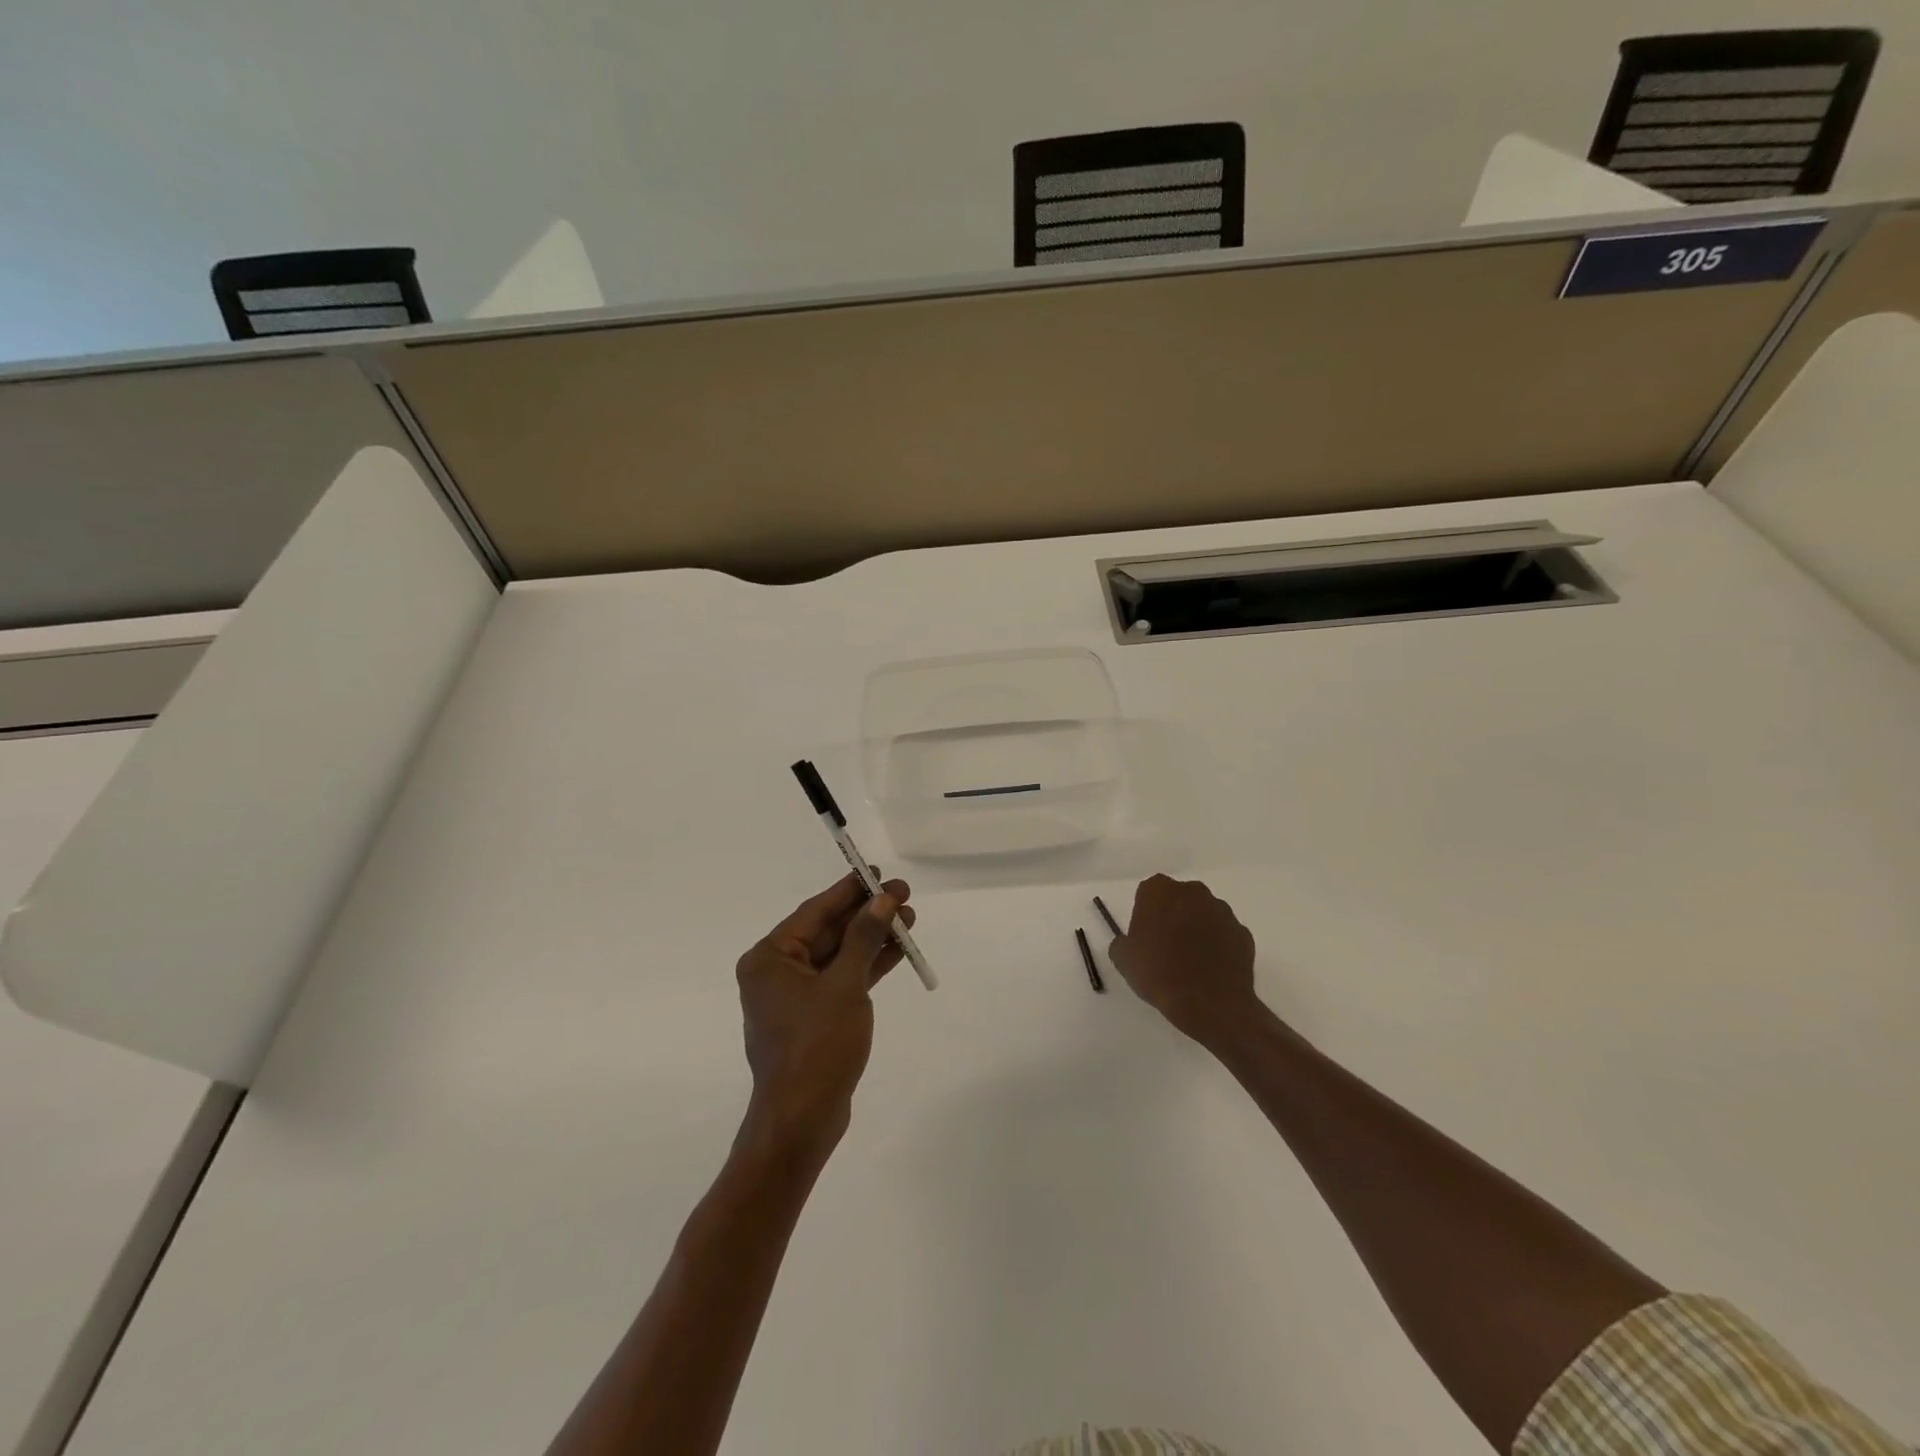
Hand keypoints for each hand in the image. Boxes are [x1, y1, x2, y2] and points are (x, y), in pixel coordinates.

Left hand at [734, 872, 913, 1160]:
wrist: (802, 1120)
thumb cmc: (817, 1046)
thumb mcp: (845, 985)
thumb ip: (864, 937)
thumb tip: (883, 899)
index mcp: (770, 958)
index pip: (815, 911)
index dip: (849, 890)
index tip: (876, 872)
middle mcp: (777, 972)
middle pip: (829, 931)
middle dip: (867, 913)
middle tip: (903, 893)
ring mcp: (796, 996)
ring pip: (840, 955)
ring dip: (873, 937)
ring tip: (910, 917)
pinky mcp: (815, 1017)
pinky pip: (843, 979)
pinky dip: (868, 965)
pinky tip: (899, 949)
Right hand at [1109, 874, 1258, 1044]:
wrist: (1209, 1004)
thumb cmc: (1158, 974)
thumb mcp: (1123, 960)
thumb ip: (1123, 942)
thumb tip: (1129, 942)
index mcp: (1160, 891)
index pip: (1149, 891)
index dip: (1146, 912)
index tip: (1145, 934)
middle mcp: (1193, 892)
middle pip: (1179, 898)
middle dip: (1174, 915)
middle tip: (1165, 945)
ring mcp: (1222, 911)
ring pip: (1205, 914)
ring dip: (1198, 928)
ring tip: (1191, 961)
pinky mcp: (1243, 933)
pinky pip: (1225, 934)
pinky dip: (1218, 945)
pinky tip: (1210, 969)